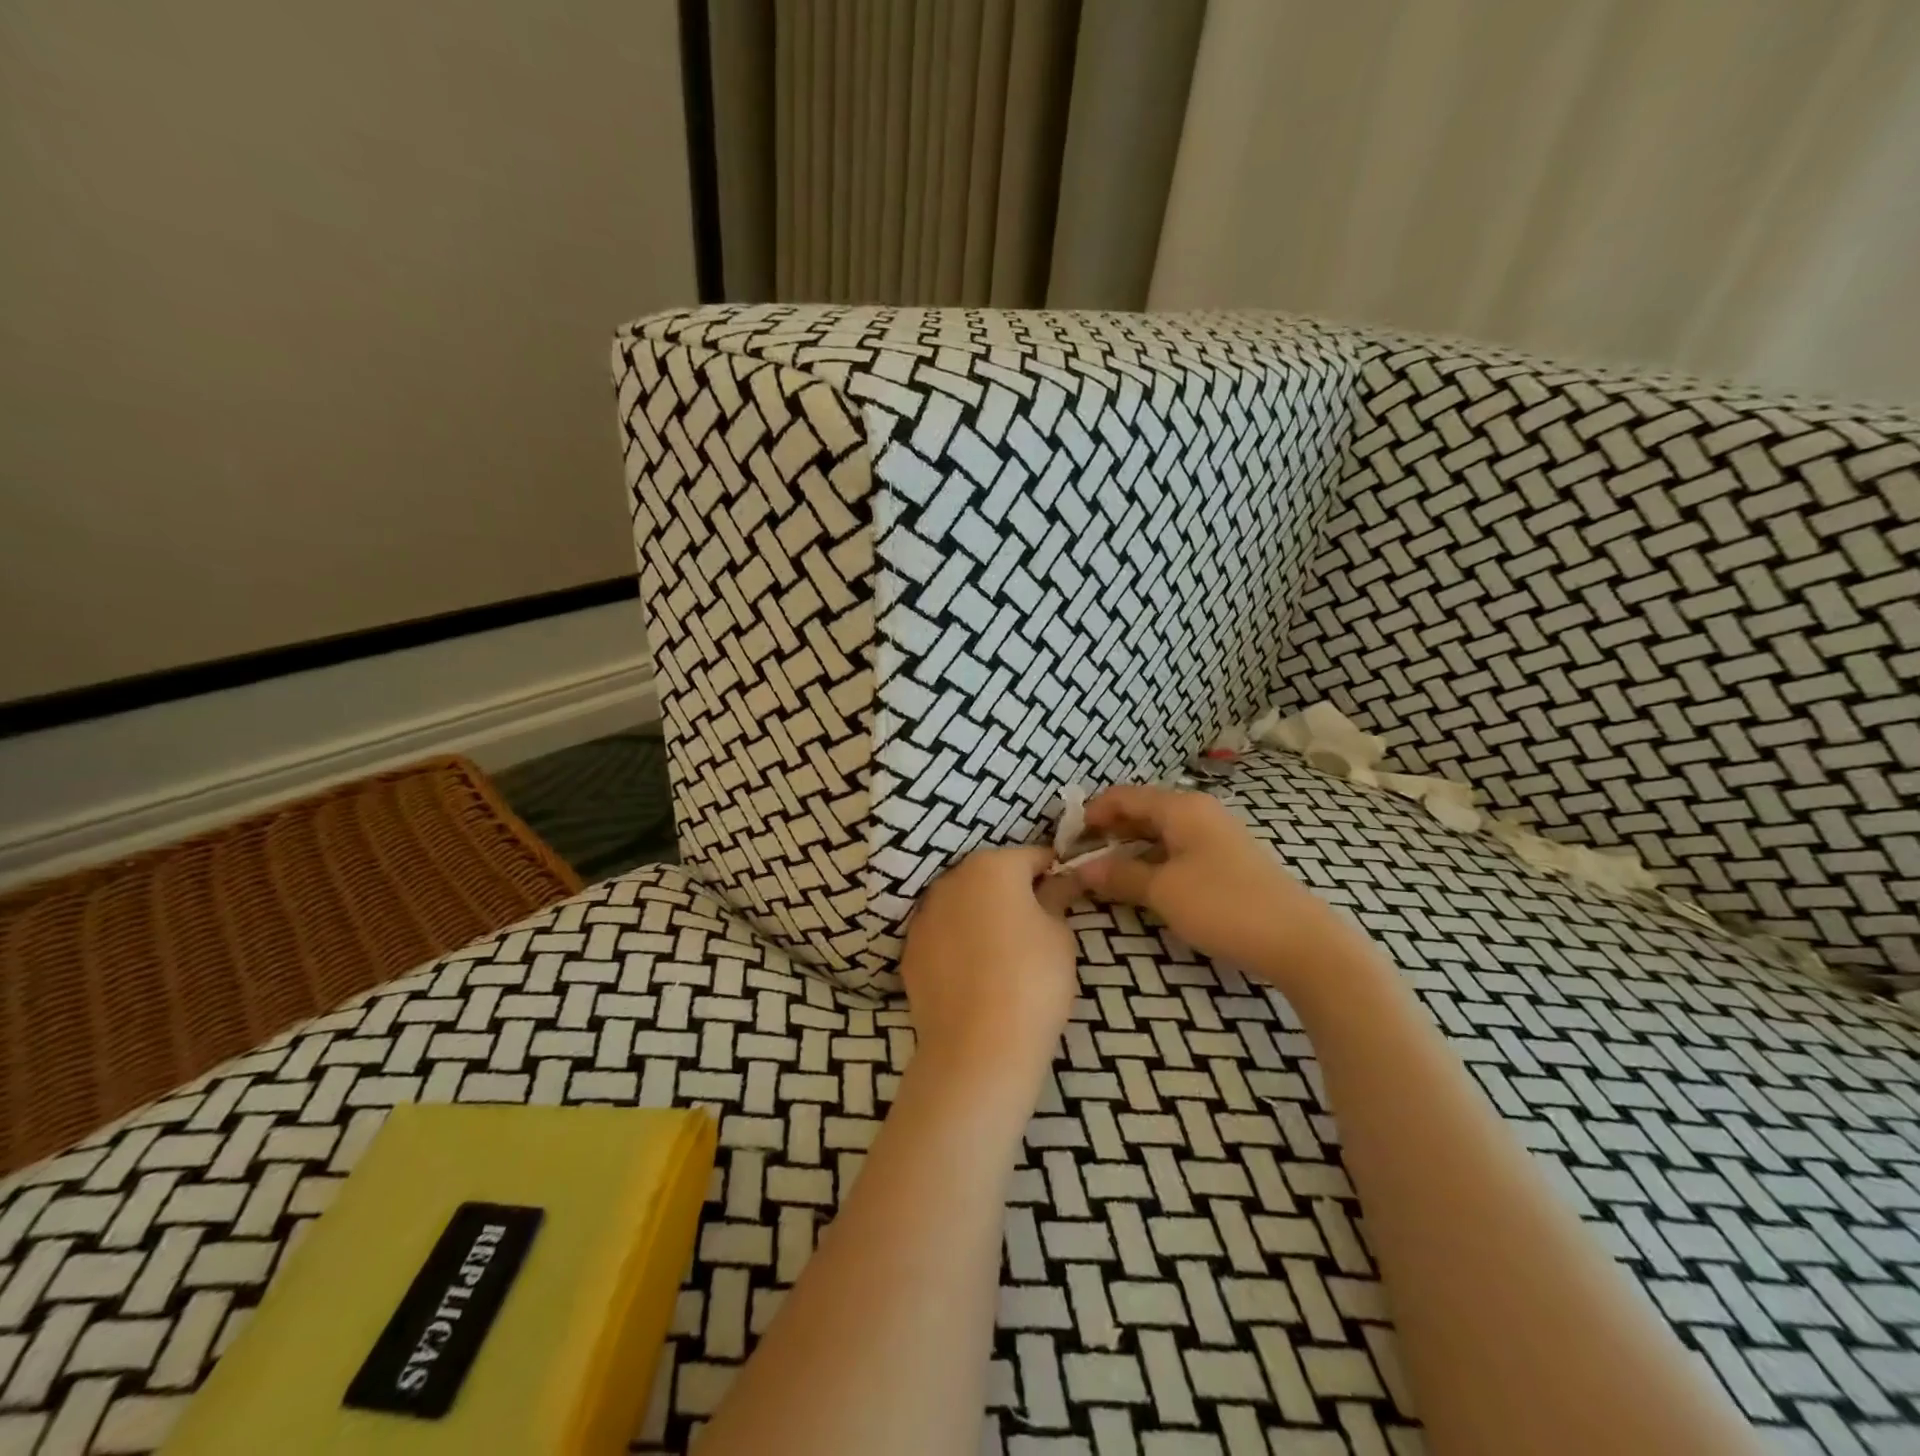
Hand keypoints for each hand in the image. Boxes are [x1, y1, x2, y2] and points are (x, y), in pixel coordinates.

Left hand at [899, 845, 1078, 1095]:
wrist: (977, 1048)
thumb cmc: (1032, 980)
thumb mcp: (1060, 935)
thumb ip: (1056, 897)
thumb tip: (1058, 881)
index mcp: (992, 866)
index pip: (1032, 856)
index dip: (1053, 873)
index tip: (1067, 894)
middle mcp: (951, 880)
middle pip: (992, 875)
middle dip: (1014, 891)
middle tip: (1038, 925)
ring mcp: (924, 915)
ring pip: (963, 903)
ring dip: (982, 914)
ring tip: (1005, 952)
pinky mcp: (910, 950)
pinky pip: (943, 934)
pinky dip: (959, 942)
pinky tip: (976, 973)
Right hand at [1076, 784, 1380, 997]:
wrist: (1298, 941)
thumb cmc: (1224, 905)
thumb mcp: (1163, 891)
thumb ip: (1120, 875)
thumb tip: (1082, 870)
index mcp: (1182, 808)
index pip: (1124, 796)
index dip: (1092, 813)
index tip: (1065, 838)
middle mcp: (1199, 812)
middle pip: (1142, 811)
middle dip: (1108, 830)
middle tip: (1079, 856)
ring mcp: (1215, 836)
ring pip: (1160, 832)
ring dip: (1129, 848)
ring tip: (1102, 871)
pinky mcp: (1226, 861)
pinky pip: (1177, 849)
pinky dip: (1152, 860)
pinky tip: (1141, 881)